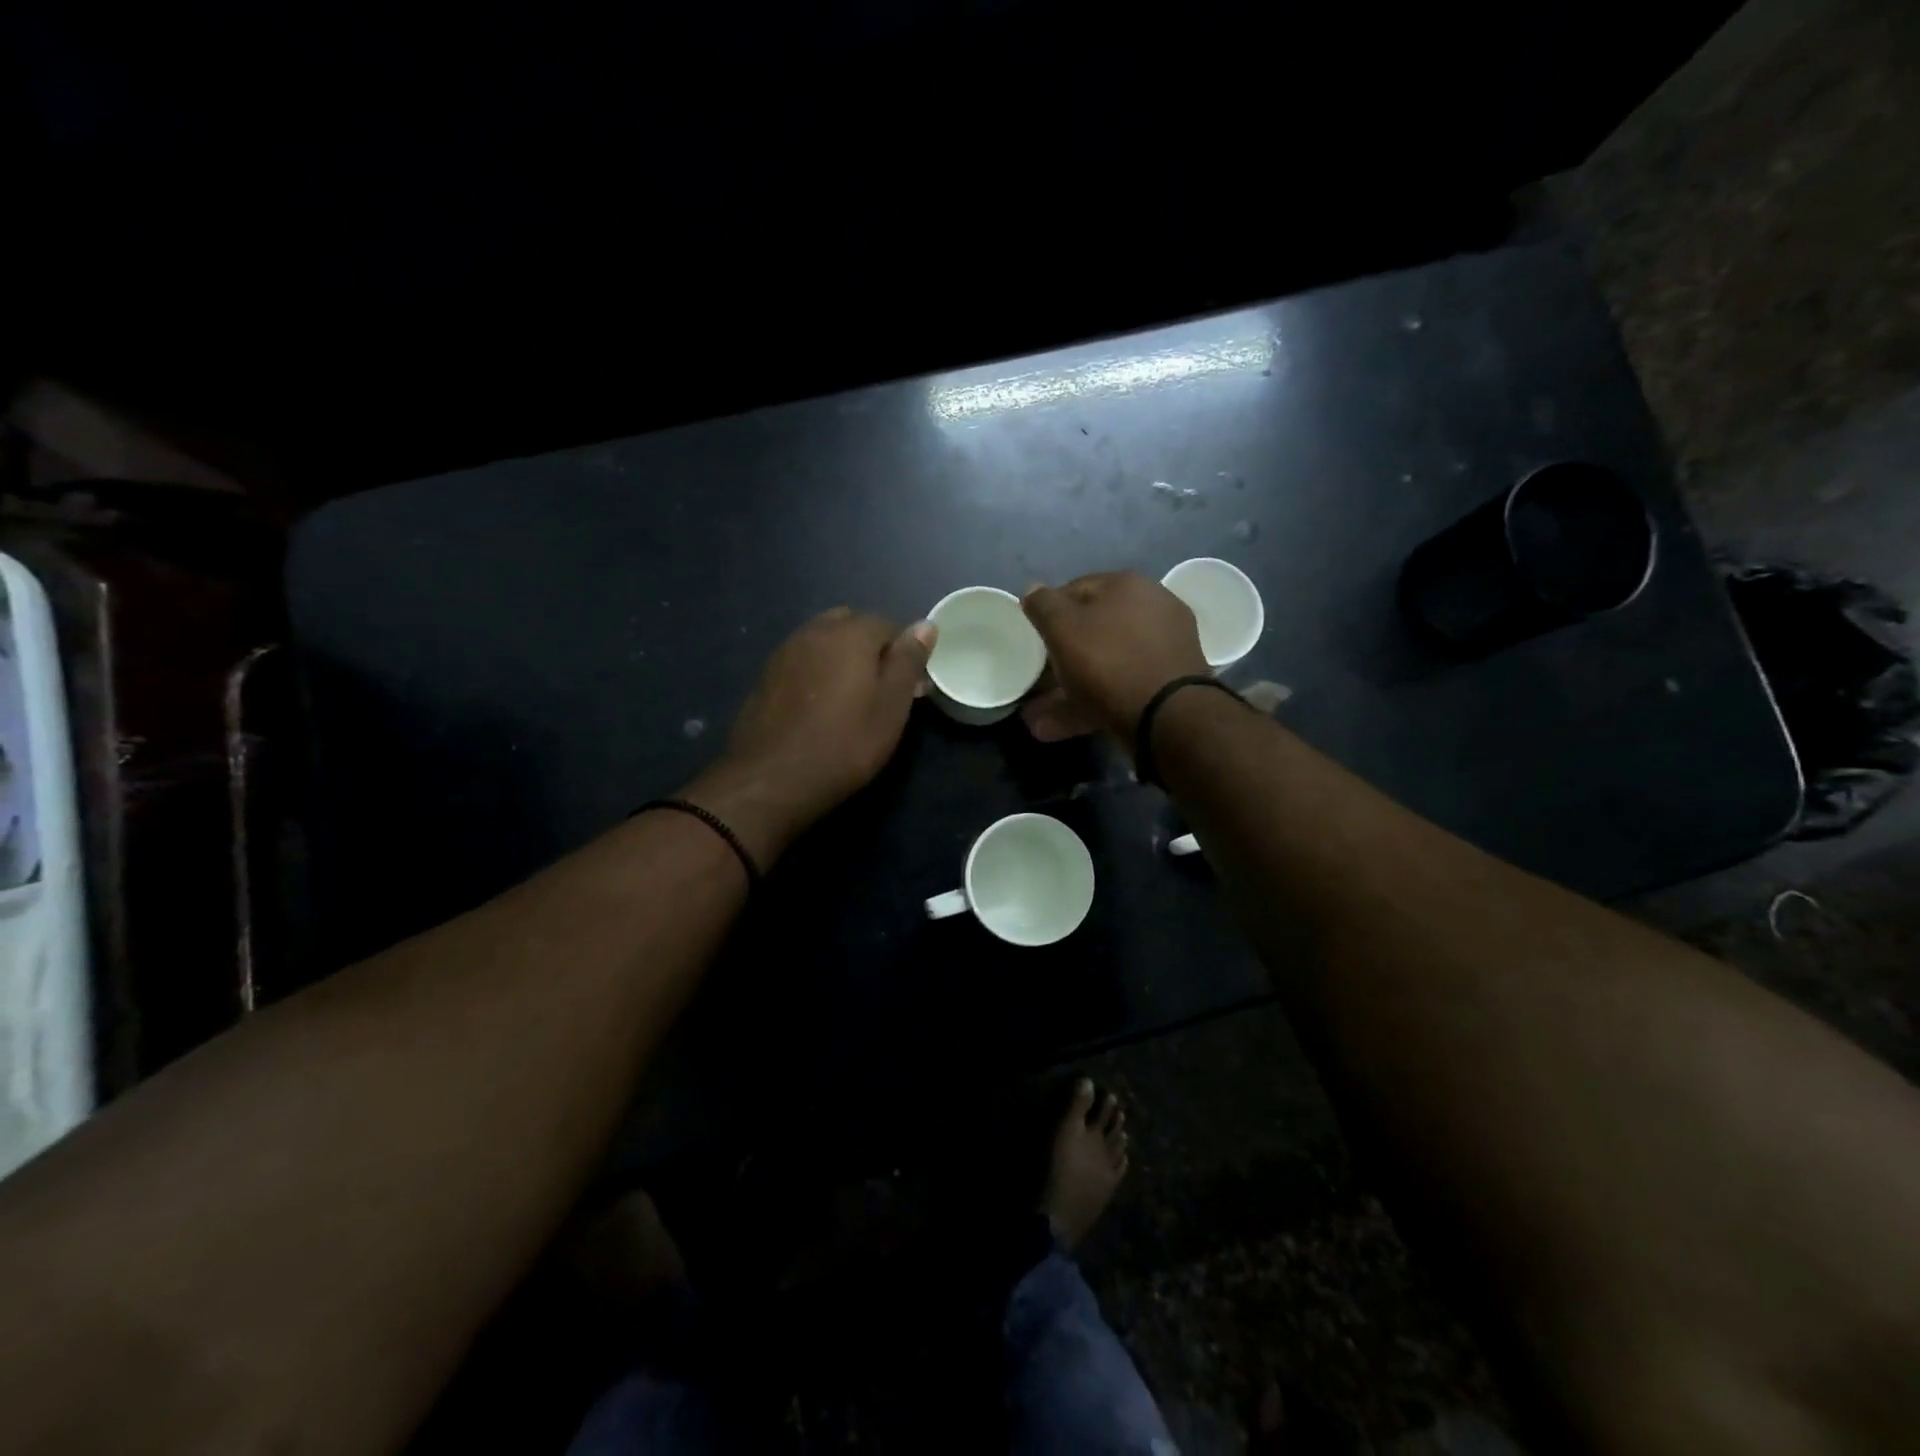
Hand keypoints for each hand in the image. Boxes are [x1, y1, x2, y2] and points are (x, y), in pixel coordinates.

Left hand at [684, 608, 934, 861]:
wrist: (773, 778)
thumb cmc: (845, 742)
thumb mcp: (891, 705)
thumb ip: (908, 660)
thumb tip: (925, 624)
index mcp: (850, 632)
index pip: (889, 624)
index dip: (904, 653)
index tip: (910, 687)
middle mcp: (814, 630)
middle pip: (852, 627)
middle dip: (871, 650)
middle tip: (881, 691)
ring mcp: (785, 651)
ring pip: (824, 642)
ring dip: (842, 660)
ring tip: (850, 700)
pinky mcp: (766, 676)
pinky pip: (802, 662)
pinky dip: (817, 674)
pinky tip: (819, 707)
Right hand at [1020, 573, 1208, 742]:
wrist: (1169, 716)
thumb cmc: (1109, 662)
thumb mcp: (1063, 628)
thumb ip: (1044, 605)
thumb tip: (1032, 589)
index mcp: (1127, 585)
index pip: (1075, 589)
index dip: (1048, 614)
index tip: (1032, 641)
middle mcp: (1151, 608)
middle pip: (1093, 630)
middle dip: (1060, 657)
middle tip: (1035, 682)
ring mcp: (1163, 648)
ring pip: (1104, 664)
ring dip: (1067, 689)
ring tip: (1036, 718)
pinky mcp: (1166, 685)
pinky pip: (1118, 688)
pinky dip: (1089, 704)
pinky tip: (1058, 728)